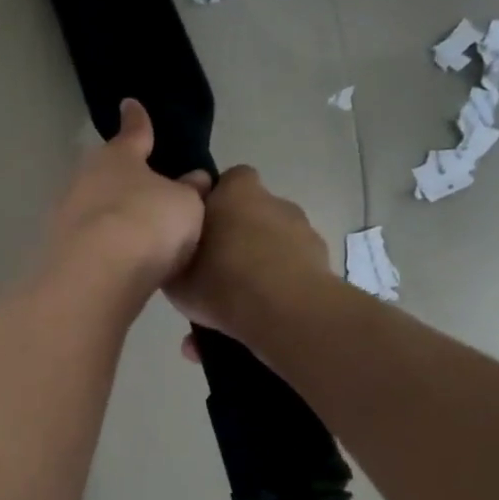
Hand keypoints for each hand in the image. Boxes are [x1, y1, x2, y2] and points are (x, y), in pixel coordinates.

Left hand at [41, 100, 210, 312]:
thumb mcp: (185, 205)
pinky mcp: (55, 249)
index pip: (133, 132)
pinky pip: (86, 240)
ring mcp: (64, 214)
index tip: (129, 104)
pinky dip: (100, 246)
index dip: (137, 120)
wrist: (96, 275)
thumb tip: (194, 179)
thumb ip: (189, 191)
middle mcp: (85, 178)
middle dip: (121, 178)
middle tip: (142, 188)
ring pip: (92, 206)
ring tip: (132, 233)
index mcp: (118, 156)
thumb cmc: (148, 223)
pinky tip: (115, 261)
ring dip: (108, 216)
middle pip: (106, 172)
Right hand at [166, 166, 333, 351]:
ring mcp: (303, 232)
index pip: (228, 180)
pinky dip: (278, 288)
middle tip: (216, 270)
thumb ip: (176, 255)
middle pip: (251, 214)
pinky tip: (260, 319)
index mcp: (236, 194)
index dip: (216, 201)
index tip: (202, 229)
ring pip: (272, 245)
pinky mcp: (322, 262)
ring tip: (237, 306)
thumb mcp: (175, 275)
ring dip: (258, 265)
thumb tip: (182, 248)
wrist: (287, 314)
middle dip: (237, 237)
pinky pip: (291, 271)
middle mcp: (273, 203)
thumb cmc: (223, 282)